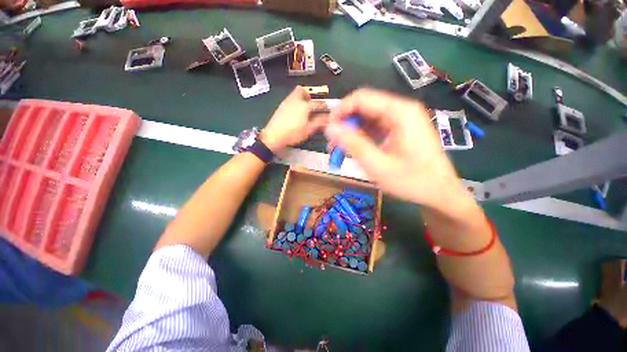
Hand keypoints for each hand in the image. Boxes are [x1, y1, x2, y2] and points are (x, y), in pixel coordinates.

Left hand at [261, 86, 328, 152]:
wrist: (274, 136)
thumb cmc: (293, 133)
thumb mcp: (308, 130)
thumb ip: (319, 123)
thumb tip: (327, 118)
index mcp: (304, 106)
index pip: (317, 103)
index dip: (324, 106)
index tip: (326, 110)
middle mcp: (295, 100)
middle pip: (302, 90)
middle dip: (308, 95)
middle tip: (311, 105)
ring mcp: (286, 103)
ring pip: (294, 94)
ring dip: (301, 99)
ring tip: (304, 110)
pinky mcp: (280, 107)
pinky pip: (289, 100)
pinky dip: (294, 103)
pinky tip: (295, 114)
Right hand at [324, 89, 466, 209]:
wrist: (440, 193)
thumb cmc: (413, 181)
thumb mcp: (378, 165)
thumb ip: (353, 144)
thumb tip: (330, 128)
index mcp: (400, 112)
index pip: (362, 98)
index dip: (340, 110)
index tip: (328, 129)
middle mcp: (401, 110)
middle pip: (364, 107)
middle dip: (345, 123)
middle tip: (332, 144)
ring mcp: (401, 120)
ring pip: (367, 118)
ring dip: (351, 132)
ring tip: (339, 150)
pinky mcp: (399, 130)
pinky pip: (375, 128)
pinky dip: (361, 137)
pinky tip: (354, 150)